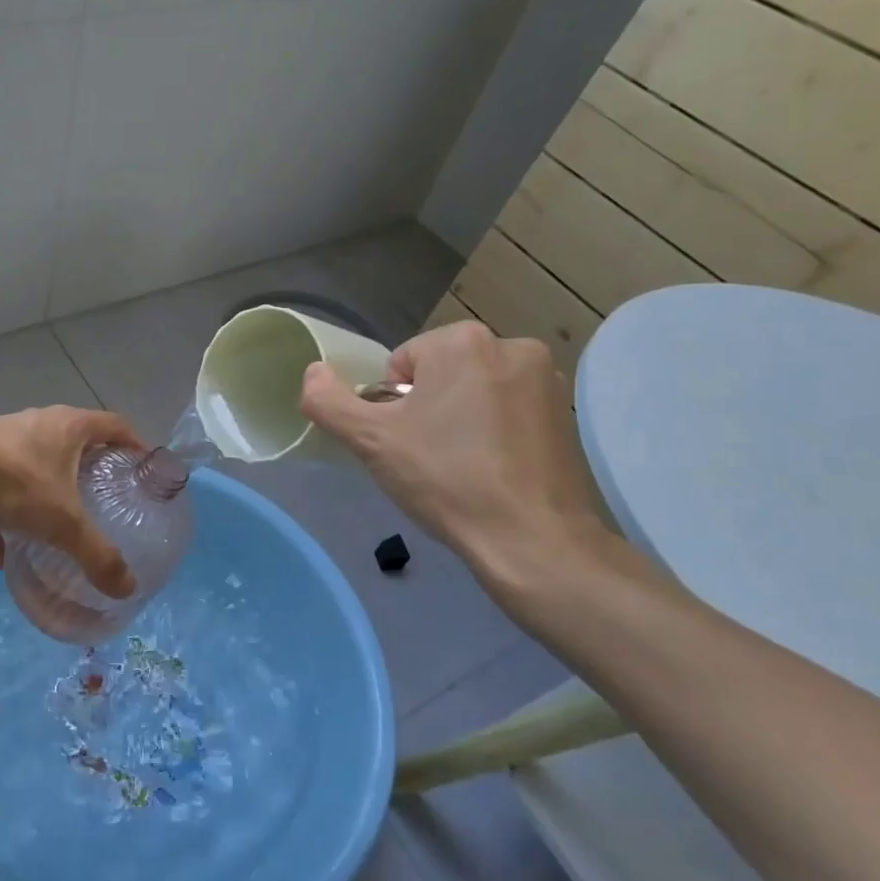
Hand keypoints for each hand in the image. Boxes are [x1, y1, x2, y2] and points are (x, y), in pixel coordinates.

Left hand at [0, 407, 141, 633]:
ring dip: (43, 494)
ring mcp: (5, 439)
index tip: (142, 467)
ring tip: (53, 527)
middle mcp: (40, 424)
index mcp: (70, 427)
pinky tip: (1, 554)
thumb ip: (97, 556)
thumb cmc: (19, 483)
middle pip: (74, 442)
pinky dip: (3, 519)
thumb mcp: (64, 524)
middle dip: (88, 470)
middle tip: (102, 499)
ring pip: (34, 466)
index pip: (114, 425)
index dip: (133, 443)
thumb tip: (127, 588)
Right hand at [298, 321, 610, 592]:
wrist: (532, 539)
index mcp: (462, 341)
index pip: (401, 365)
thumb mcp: (370, 440)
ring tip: (463, 466)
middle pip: (439, 373)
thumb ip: (328, 401)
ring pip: (473, 390)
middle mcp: (511, 345)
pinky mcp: (566, 412)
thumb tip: (313, 372)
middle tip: (430, 456)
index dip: (393, 406)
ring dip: (460, 417)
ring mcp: (546, 378)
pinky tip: (494, 468)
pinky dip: (494, 430)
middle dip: (428, 408)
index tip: (407, 442)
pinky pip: (507, 409)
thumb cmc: (446, 479)